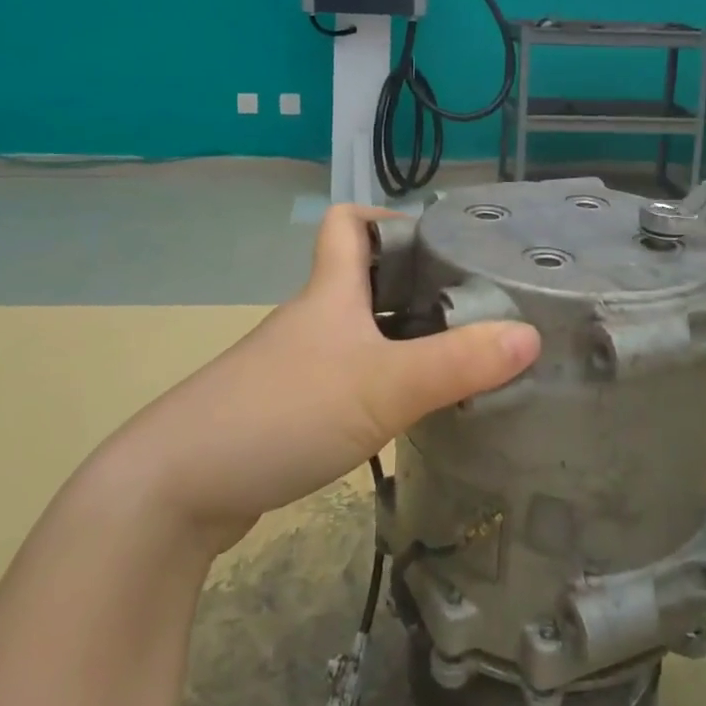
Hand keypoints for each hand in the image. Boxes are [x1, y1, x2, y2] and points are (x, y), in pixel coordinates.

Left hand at [115, 205, 539, 554]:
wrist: (176, 488)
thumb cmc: (282, 411)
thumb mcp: (382, 386)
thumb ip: (457, 364)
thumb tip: (530, 335)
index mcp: (328, 291)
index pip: (347, 222)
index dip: (388, 217)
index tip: (438, 240)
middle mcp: (311, 319)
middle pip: (363, 280)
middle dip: (414, 285)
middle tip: (472, 306)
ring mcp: (294, 366)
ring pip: (357, 334)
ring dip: (401, 340)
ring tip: (458, 361)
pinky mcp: (284, 411)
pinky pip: (344, 379)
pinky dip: (378, 385)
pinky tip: (406, 416)